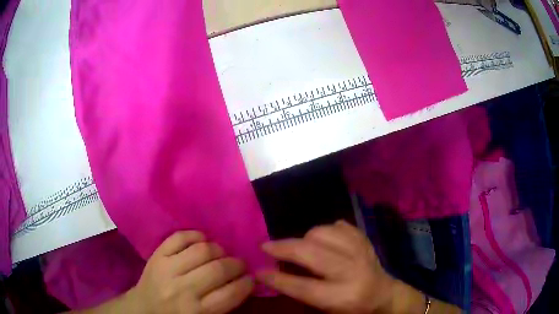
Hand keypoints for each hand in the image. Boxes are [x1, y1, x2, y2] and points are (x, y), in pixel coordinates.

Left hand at [130, 231, 253, 313]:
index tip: (251, 278)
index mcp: (197, 311)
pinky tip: (202, 241)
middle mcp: (182, 290)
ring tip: (221, 253)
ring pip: (201, 250)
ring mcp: (167, 269)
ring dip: (218, 249)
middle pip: (218, 269)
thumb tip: (243, 281)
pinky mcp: (156, 255)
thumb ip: (222, 304)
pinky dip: (196, 235)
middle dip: (236, 264)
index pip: (230, 294)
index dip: (247, 283)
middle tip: (239, 264)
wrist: (144, 308)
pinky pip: (180, 237)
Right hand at [256, 221, 396, 313]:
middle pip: (311, 253)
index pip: (304, 287)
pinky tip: (323, 241)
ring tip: (301, 248)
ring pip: (323, 233)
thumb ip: (303, 292)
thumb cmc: (354, 308)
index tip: (258, 272)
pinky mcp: (365, 239)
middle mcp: (353, 271)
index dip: (277, 280)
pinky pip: (338, 225)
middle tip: (267, 246)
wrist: (384, 294)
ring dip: (305, 238)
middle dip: (284, 248)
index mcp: (344, 296)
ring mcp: (361, 251)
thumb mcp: (328, 308)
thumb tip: (276, 272)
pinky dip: (325, 231)